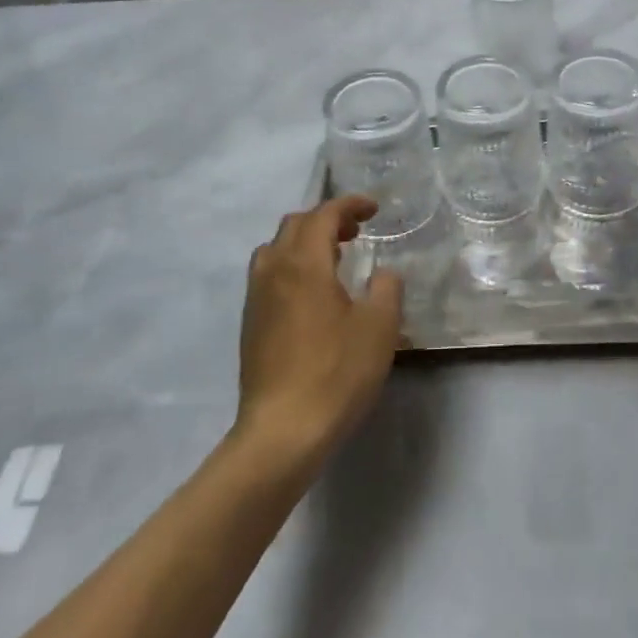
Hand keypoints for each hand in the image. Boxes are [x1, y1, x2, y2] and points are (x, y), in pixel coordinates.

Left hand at [234, 196, 403, 467]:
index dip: (349, 204)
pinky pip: (269, 275)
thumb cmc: (336, 373)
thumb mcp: (379, 327)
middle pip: (295, 225)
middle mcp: (274, 270)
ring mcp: (256, 298)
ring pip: (276, 249)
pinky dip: (292, 266)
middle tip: (356, 233)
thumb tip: (382, 274)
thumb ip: (386, 289)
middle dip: (326, 219)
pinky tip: (313, 295)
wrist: (282, 432)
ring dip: (305, 242)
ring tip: (333, 260)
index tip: (374, 209)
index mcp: (304, 263)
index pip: (323, 214)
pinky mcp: (250, 324)